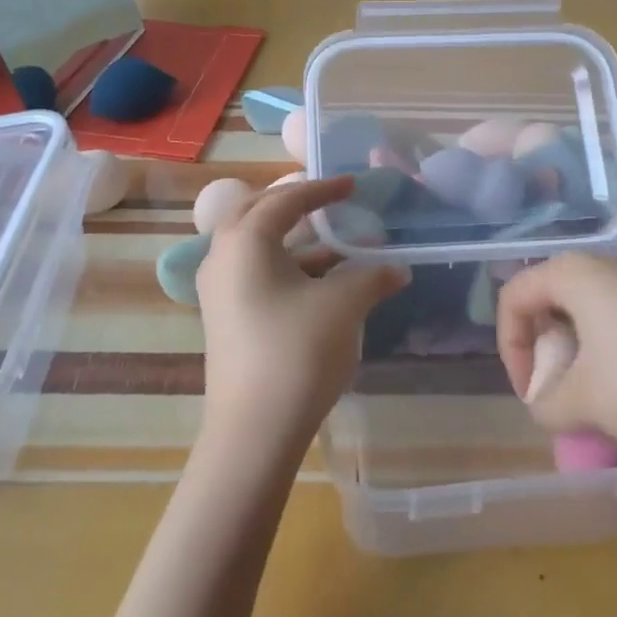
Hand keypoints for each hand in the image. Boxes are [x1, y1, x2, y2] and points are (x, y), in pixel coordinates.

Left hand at [195, 176, 410, 453]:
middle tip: (328, 203)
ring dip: (295, 241)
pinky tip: (321, 284)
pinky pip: (254, 273)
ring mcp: (218, 289)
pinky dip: (286, 268)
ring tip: (337, 248)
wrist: (254, 431)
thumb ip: (372, 277)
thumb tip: (398, 268)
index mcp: (245, 240)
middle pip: (258, 213)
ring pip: (256, 246)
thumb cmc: (297, 351)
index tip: (352, 185)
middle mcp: (222, 256)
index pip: (286, 199)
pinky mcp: (224, 317)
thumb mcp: (343, 306)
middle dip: (295, 205)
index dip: (322, 189)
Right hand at [496, 252, 616, 465]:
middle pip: (550, 299)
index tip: (529, 393)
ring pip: (588, 312)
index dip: (509, 346)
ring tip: (592, 399)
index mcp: (572, 272)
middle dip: (544, 349)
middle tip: (555, 392)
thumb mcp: (582, 402)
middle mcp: (605, 265)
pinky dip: (611, 354)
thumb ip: (546, 405)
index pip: (515, 296)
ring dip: (578, 354)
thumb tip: (545, 408)